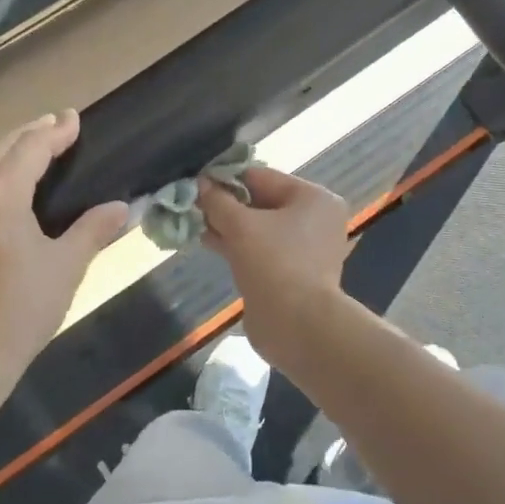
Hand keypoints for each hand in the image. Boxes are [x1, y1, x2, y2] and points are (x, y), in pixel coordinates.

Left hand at [0, 110, 128, 408]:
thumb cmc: (22, 310)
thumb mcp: (66, 266)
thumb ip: (94, 228)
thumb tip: (122, 207)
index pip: (31, 147)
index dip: (55, 130)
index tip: (73, 118)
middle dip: (30, 134)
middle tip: (56, 126)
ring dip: (0, 152)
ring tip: (24, 150)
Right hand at [200, 166, 350, 361]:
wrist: (298, 326)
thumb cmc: (275, 263)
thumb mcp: (241, 226)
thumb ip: (218, 201)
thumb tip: (200, 183)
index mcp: (313, 198)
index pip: (262, 177)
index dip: (227, 178)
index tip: (195, 181)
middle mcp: (314, 219)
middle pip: (261, 202)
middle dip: (225, 204)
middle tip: (190, 203)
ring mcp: (304, 249)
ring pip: (258, 228)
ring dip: (226, 225)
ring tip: (192, 221)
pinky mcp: (291, 273)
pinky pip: (259, 249)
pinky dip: (236, 245)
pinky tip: (206, 241)